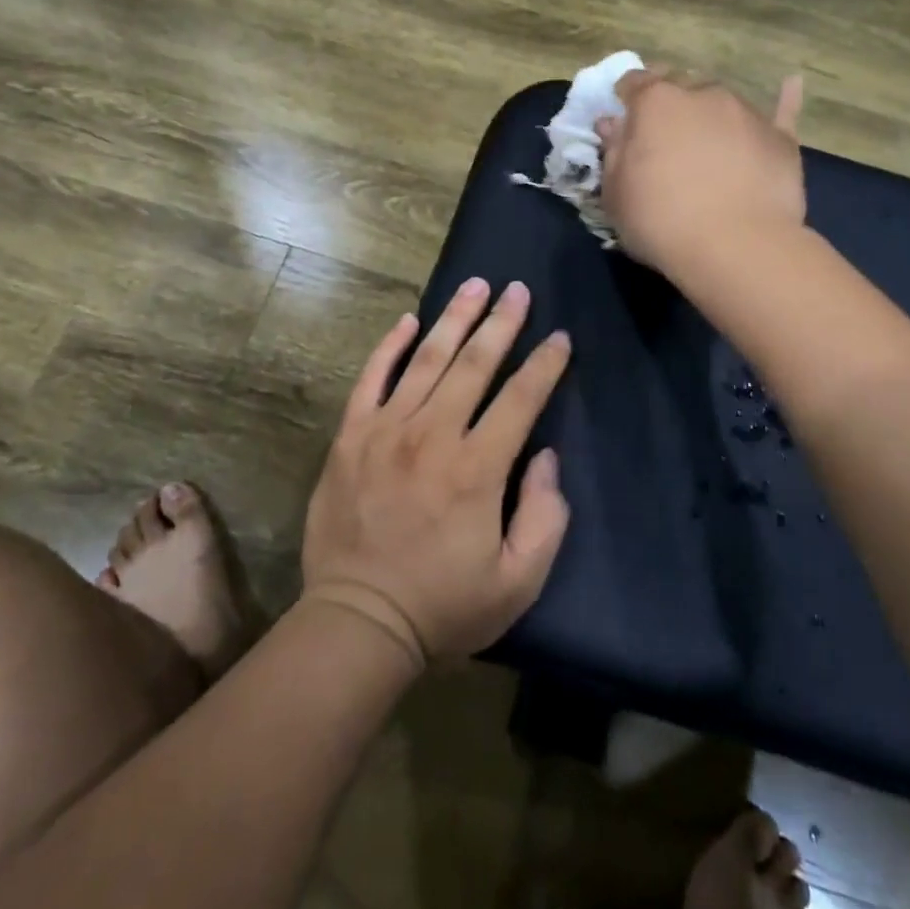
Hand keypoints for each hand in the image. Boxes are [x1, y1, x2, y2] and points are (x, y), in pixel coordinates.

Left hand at [300, 278, 572, 667]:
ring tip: (475, 286)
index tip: (559, 338)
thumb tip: (545, 458)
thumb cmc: (444, 606)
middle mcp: (432, 436)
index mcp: (477, 469)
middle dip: (502, 323)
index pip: (521, 399)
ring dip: (455, 319)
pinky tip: (408, 321)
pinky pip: (371, 379)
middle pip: (474, 364)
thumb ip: (545, 516)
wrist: (358, 622)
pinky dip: (390, 347)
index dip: (545, 365)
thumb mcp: (517, 581)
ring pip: (426, 360)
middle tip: (518, 290)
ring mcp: (385, 432)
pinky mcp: (350, 438)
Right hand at [597, 70, 805, 274]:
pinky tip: (791, 84)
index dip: (626, 98)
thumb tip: (613, 124)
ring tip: (707, 140)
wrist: (735, 246)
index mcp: (655, 102)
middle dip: (669, 101)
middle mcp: (702, 94)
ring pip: (721, 100)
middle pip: (680, 84)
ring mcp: (745, 112)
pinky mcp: (780, 137)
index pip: (634, 82)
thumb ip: (614, 152)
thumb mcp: (616, 193)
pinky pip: (782, 109)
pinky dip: (783, 98)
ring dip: (709, 112)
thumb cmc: (660, 220)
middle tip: (663, 134)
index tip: (624, 119)